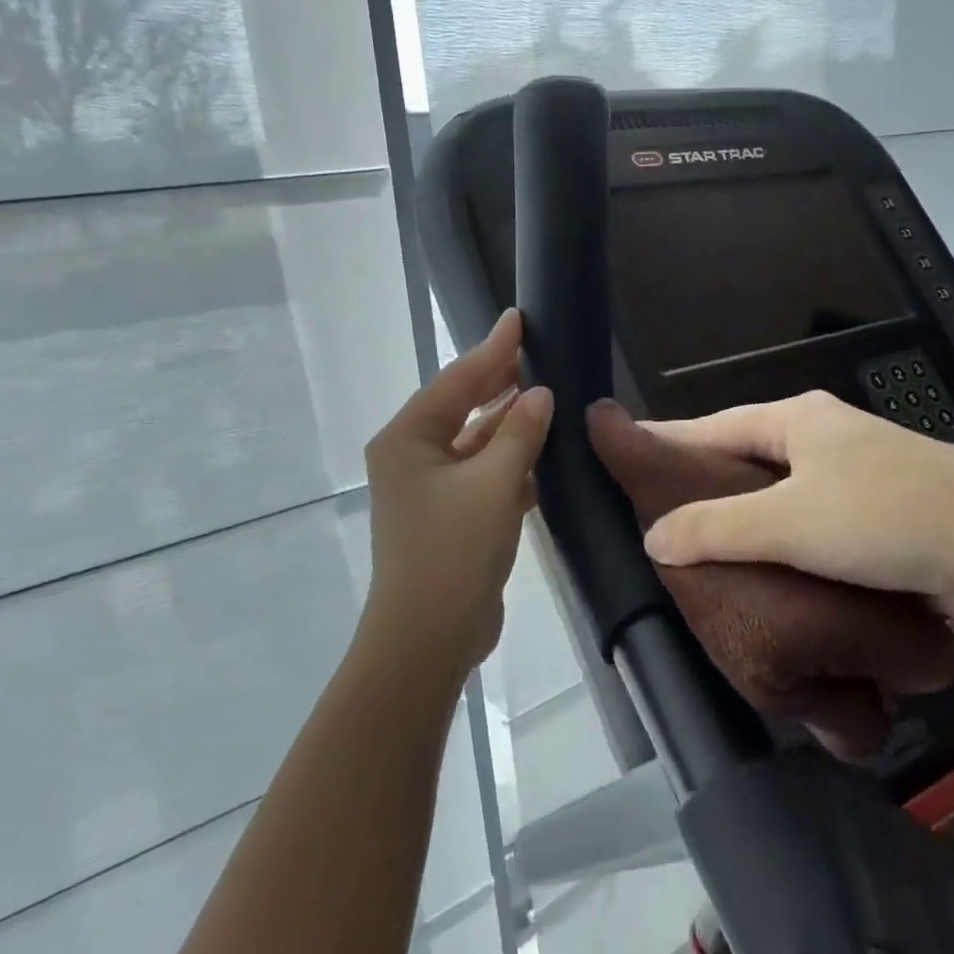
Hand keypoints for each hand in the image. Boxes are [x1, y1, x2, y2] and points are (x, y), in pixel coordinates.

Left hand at [362, 310, 553, 678]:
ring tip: (546, 395)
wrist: (429, 635)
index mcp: (408, 439)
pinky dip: (509, 463)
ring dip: (508, 424)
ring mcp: (431, 490)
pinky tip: (541, 452)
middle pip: (462, 407)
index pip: (455, 380)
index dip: (491, 349)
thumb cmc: (453, 550)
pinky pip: (483, 476)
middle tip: (537, 353)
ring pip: (475, 443)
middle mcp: (413, 457)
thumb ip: (519, 434)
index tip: (518, 318)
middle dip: (498, 382)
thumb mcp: (492, 484)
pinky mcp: (452, 518)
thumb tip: (539, 394)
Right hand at [640, 391, 953, 631]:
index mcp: (796, 422)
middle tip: (648, 525)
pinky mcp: (873, 530)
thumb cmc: (889, 515)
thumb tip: (652, 539)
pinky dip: (778, 559)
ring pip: (775, 508)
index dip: (666, 442)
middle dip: (698, 493)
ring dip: (741, 533)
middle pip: (741, 466)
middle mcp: (820, 446)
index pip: (711, 427)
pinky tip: (752, 589)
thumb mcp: (789, 520)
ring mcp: (850, 487)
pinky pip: (806, 541)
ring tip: (689, 564)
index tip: (624, 458)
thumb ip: (715, 528)